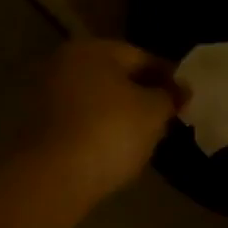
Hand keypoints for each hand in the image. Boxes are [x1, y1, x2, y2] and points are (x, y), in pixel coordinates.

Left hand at [33, 39, 181, 199]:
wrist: (55, 177)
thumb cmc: (111, 131)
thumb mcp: (153, 111)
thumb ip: (170, 95)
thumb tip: (180, 89)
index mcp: (92, 49)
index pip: (141, 57)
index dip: (168, 77)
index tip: (185, 99)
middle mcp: (65, 64)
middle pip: (116, 76)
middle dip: (143, 94)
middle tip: (168, 117)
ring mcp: (48, 96)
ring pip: (98, 99)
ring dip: (122, 113)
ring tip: (146, 136)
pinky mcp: (42, 127)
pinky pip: (83, 121)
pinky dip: (102, 129)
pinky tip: (118, 148)